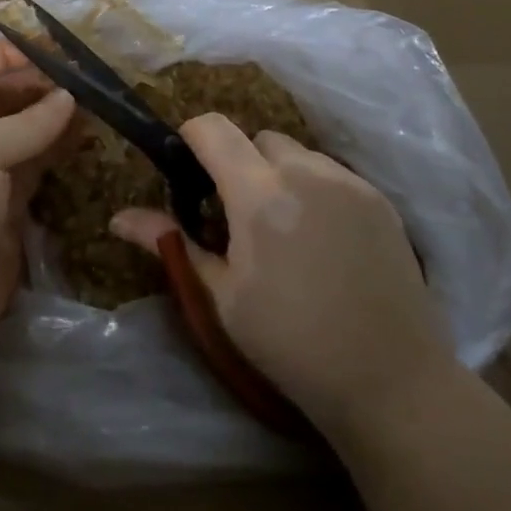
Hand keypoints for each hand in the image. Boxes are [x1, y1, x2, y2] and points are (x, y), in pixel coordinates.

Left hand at [0, 41, 74, 390]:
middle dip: (37, 84)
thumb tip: (70, 98)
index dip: (2, 55)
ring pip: (24, 130)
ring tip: (94, 104)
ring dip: (53, 115)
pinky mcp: (10, 206)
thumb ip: (26, 123)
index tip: (49, 52)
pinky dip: (59, 149)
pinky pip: (38, 165)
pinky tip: (87, 137)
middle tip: (83, 79)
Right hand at [111, 115, 453, 442]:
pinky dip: (315, 189)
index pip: (213, 128)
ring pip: (298, 154)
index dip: (191, 137)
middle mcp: (306, 172)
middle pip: (257, 138)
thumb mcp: (221, 298)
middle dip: (238, 161)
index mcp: (260, 194)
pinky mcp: (380, 200)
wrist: (392, 382)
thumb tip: (118, 217)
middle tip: (237, 215)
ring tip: (284, 229)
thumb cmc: (291, 344)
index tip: (187, 173)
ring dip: (278, 173)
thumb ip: (171, 244)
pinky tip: (323, 240)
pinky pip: (333, 174)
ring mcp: (349, 183)